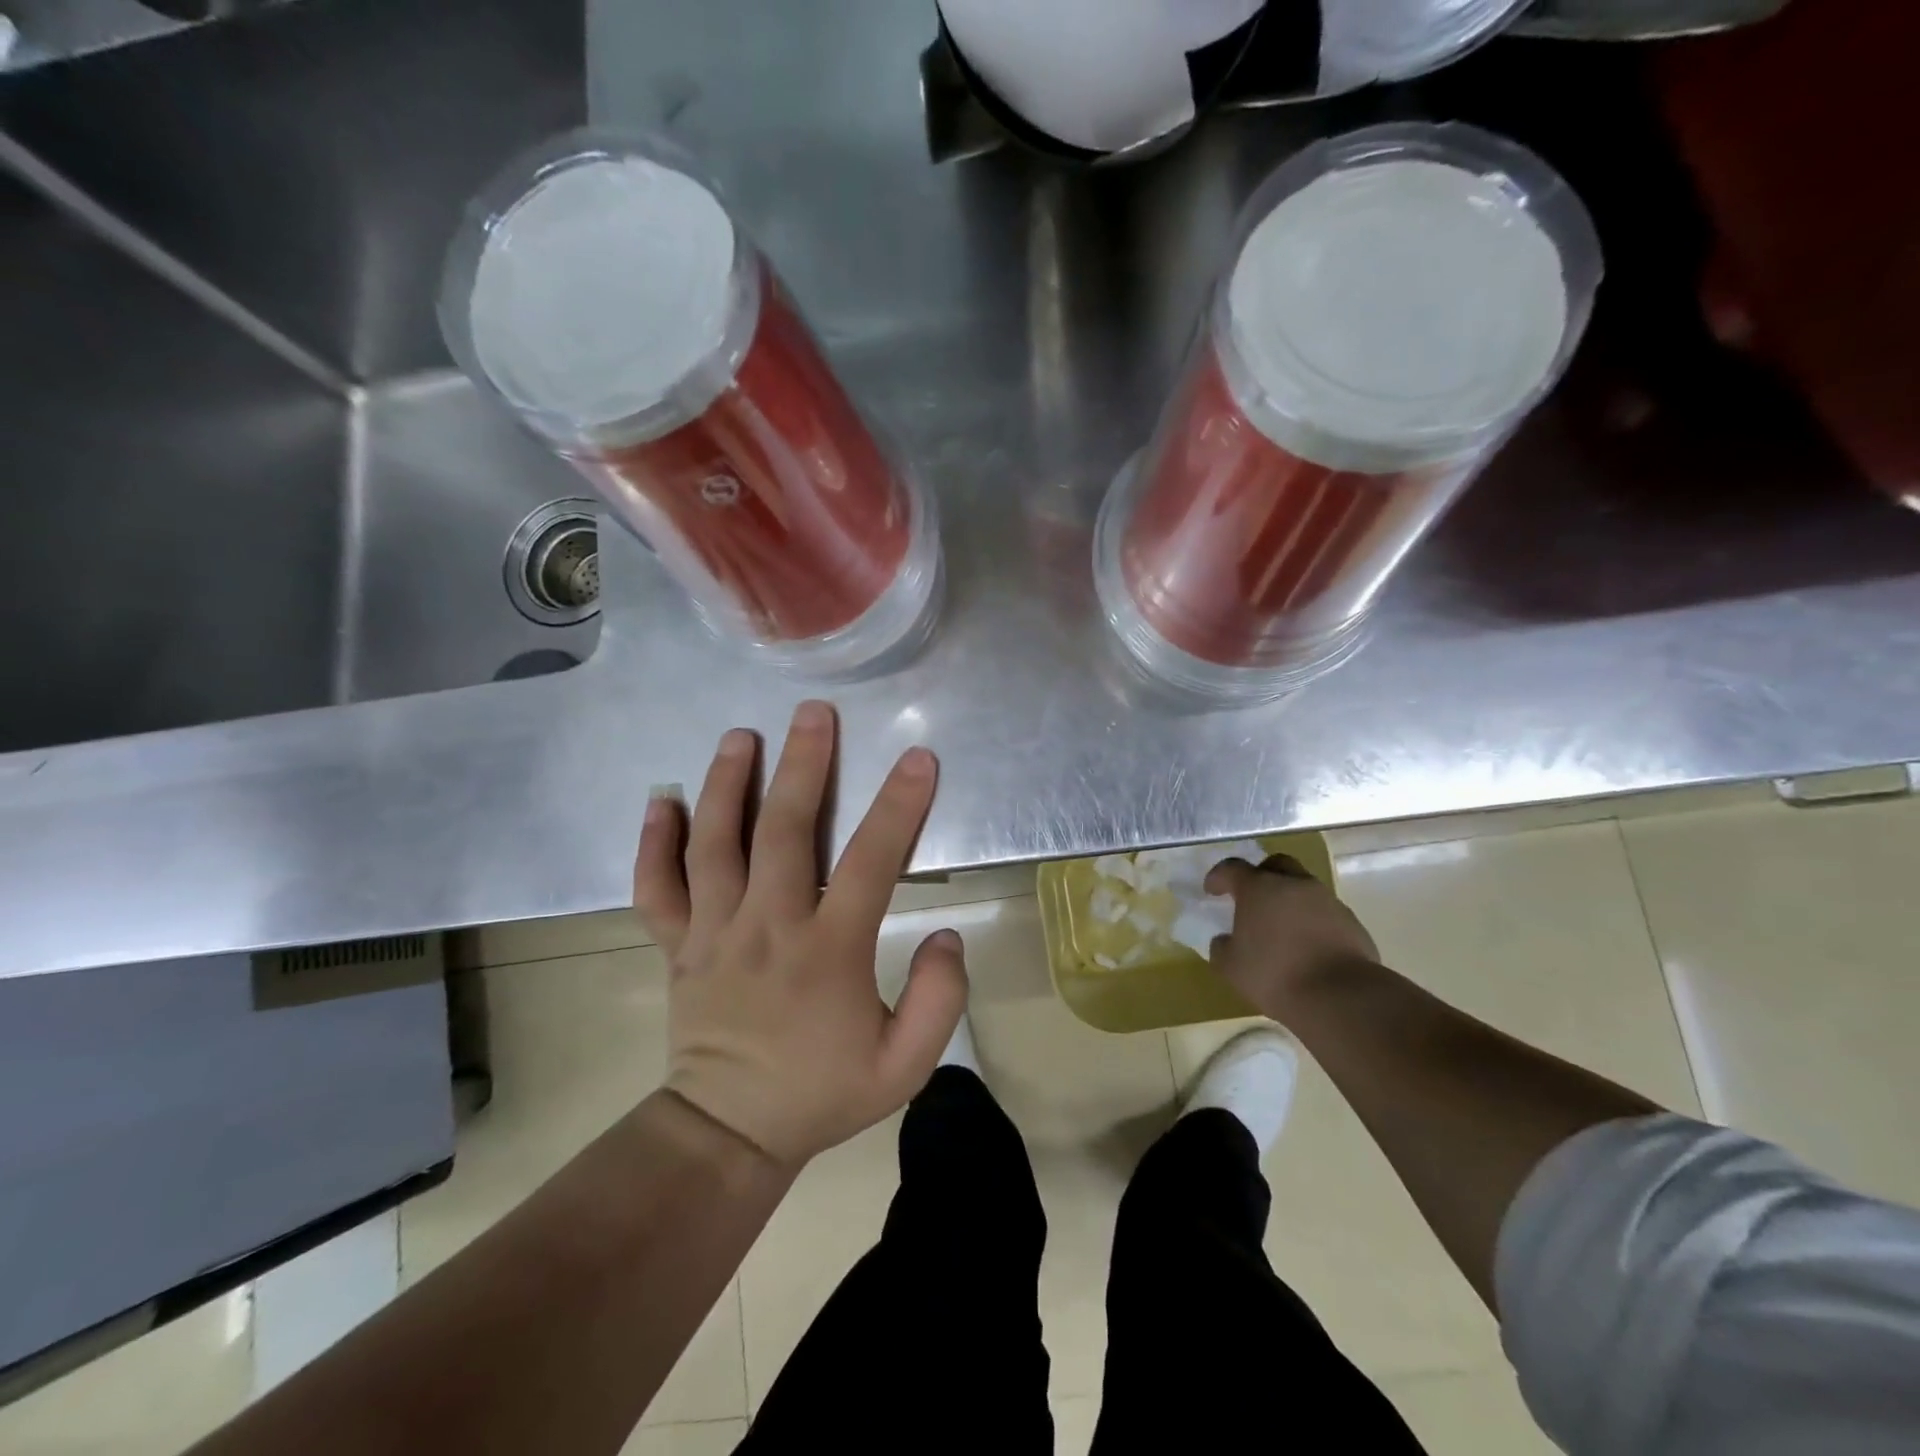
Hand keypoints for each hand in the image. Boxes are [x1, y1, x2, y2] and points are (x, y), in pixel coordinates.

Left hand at [632, 701, 968, 1167]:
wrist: (730, 1133)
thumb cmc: (822, 1093)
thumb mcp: (904, 1066)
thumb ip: (939, 998)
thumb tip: (946, 934)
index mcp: (827, 951)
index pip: (870, 862)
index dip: (898, 806)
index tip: (918, 759)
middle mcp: (767, 926)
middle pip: (783, 830)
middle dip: (803, 765)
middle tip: (813, 714)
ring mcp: (715, 932)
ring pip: (715, 843)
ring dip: (726, 784)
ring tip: (740, 736)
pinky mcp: (679, 944)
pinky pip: (656, 887)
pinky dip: (653, 842)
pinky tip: (659, 800)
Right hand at [1205, 854, 1379, 1017]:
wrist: (1340, 996)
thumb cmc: (1275, 974)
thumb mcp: (1231, 967)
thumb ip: (1222, 948)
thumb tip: (1225, 940)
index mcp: (1258, 888)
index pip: (1232, 868)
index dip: (1218, 877)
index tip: (1212, 890)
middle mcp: (1294, 884)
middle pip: (1276, 864)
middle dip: (1262, 875)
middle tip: (1253, 898)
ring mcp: (1327, 901)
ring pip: (1304, 888)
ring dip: (1290, 900)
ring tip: (1282, 928)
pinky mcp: (1352, 922)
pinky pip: (1325, 912)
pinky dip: (1313, 921)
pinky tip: (1308, 946)